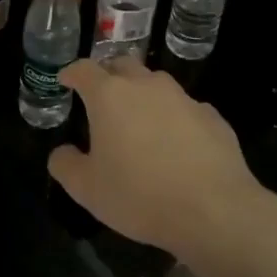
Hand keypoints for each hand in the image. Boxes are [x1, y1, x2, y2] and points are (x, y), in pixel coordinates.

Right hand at [48, 59, 260, 257]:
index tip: (66, 81)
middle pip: (122, 65)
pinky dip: (174, 118)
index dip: (72, 73)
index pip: (84, 69)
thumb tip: (62, 153)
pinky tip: (176, 144)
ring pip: (156, 84)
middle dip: (108, 75)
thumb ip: (66, 165)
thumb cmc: (139, 195)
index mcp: (109, 96)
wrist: (214, 211)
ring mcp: (183, 98)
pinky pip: (185, 108)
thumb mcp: (87, 189)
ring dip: (143, 94)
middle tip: (101, 97)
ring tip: (139, 121)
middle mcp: (146, 86)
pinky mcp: (212, 116)